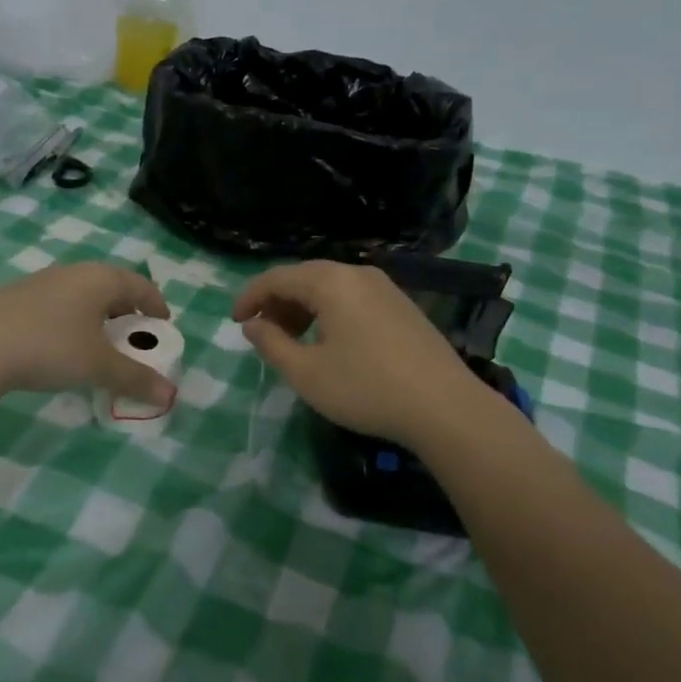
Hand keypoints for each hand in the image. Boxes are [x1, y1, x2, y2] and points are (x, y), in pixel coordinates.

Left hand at [0, 263, 175, 406]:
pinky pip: (57, 305)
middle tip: (133, 337)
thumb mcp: (98, 366)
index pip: (139, 284)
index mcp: (99, 279)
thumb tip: (169, 396)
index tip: (163, 325)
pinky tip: (61, 347)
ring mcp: (40, 282)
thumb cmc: (50, 347)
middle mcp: (72, 272)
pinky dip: (71, 322)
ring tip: (99, 345)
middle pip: (110, 286)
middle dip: (126, 312)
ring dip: (97, 317)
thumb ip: (135, 378)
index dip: (156, 304)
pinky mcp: (15, 298)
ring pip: (81, 295)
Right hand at [232, 260, 484, 447]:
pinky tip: (330, 342)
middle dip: (277, 302)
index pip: (277, 277)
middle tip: (262, 333)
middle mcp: (358, 274)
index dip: (250, 297)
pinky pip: (353, 297)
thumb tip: (253, 325)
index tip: (235, 322)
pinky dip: (330, 312)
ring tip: (293, 340)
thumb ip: (271, 344)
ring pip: (330, 287)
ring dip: (303, 308)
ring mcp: (385, 288)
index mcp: (331, 282)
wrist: (445, 407)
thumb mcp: (307, 373)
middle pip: (304, 277)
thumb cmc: (366, 388)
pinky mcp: (402, 305)